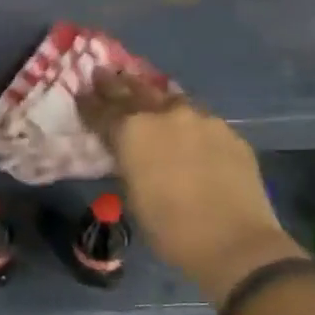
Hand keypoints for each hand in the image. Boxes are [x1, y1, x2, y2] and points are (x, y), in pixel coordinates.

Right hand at [78, 72, 303, 305]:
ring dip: (154, 95)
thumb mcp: (133, 196)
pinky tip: (186, 126)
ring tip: (145, 91)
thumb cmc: (170, 229)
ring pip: (171, 98)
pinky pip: (200, 118)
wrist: (234, 241)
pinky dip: (186, 119)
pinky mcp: (228, 132)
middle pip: (135, 92)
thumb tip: (130, 153)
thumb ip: (128, 163)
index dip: (89, 102)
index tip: (81, 92)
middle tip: (104, 74)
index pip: (103, 110)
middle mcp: (165, 115)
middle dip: (116, 84)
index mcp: (133, 132)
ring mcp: (201, 119)